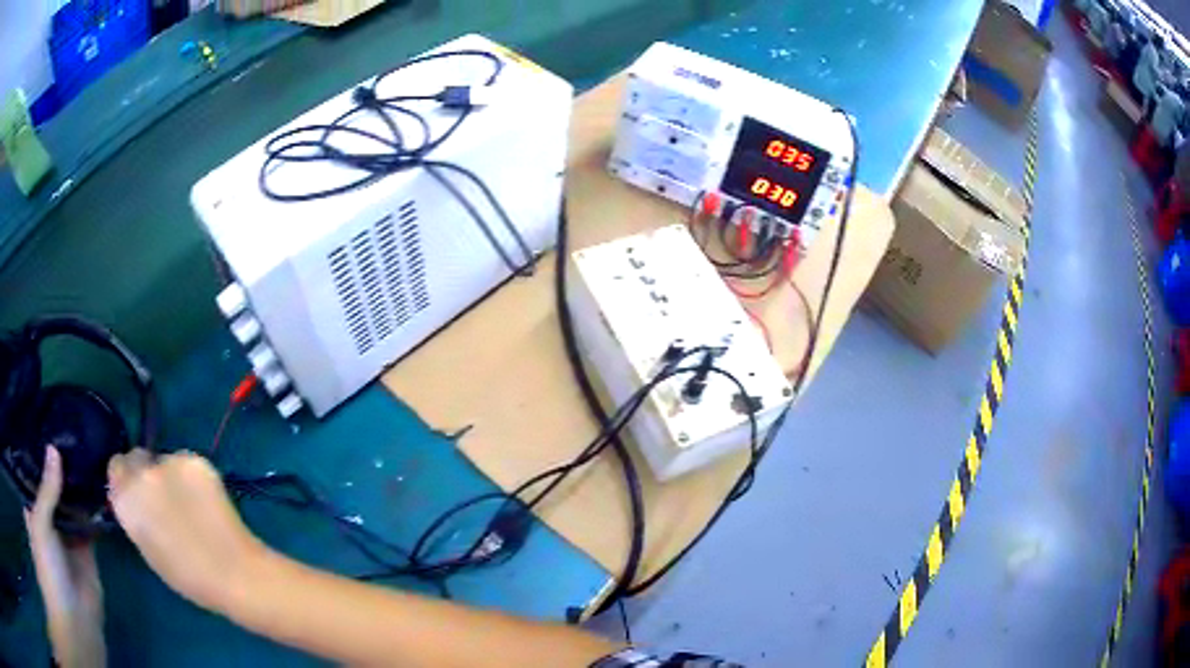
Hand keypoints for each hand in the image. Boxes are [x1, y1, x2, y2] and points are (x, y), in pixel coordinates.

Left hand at [26, 447, 105, 667]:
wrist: (77, 614)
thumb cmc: (48, 563)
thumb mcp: (40, 522)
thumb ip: (46, 490)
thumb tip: (53, 448)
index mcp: (34, 513)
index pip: (34, 480)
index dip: (38, 459)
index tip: (47, 429)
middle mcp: (49, 523)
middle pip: (53, 493)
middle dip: (60, 471)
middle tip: (70, 435)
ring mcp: (67, 537)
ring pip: (71, 507)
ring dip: (77, 489)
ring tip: (86, 452)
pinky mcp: (86, 550)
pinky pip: (88, 525)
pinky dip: (93, 510)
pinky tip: (99, 485)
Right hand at [107, 450, 264, 612]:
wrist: (234, 573)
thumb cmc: (189, 576)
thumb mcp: (147, 548)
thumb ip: (136, 515)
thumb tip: (137, 500)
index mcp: (125, 500)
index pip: (116, 468)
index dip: (127, 480)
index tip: (138, 493)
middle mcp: (141, 475)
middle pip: (136, 457)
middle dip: (145, 472)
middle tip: (163, 496)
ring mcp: (168, 463)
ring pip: (163, 460)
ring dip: (170, 475)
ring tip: (190, 504)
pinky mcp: (196, 460)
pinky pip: (187, 462)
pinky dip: (192, 476)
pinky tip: (206, 500)